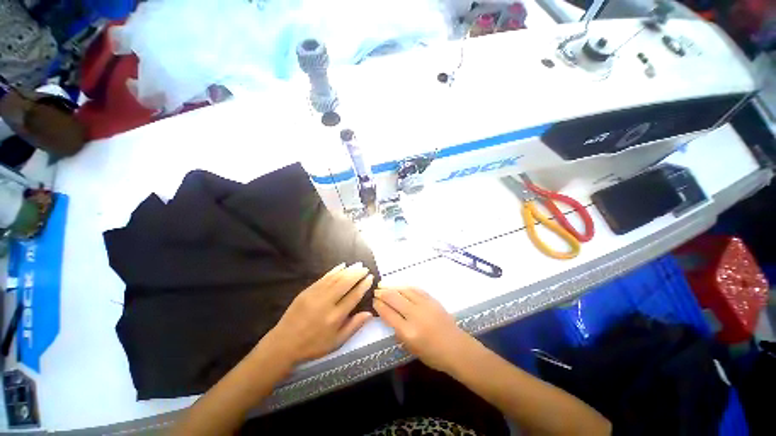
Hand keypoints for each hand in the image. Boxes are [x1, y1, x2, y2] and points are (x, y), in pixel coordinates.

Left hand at [263, 263, 373, 364]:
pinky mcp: (307, 291)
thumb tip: (369, 313)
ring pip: (335, 278)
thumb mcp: (336, 342)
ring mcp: (315, 295)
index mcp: (335, 317)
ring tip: (357, 265)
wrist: (284, 343)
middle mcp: (326, 303)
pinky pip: (323, 278)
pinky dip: (334, 271)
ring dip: (348, 270)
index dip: (363, 285)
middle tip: (365, 268)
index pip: (353, 296)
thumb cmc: (313, 345)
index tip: (370, 278)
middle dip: (357, 274)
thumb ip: (354, 326)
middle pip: (345, 283)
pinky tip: (341, 266)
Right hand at [373, 285, 474, 372]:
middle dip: (382, 293)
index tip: (374, 301)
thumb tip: (390, 317)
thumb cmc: (433, 355)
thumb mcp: (411, 349)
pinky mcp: (432, 300)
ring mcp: (424, 305)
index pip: (388, 314)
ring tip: (385, 285)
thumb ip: (399, 333)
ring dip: (392, 287)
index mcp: (408, 332)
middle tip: (376, 291)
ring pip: (404, 291)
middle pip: (394, 298)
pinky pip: (416, 289)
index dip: (379, 306)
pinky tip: (401, 287)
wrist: (457, 348)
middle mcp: (414, 315)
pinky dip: (406, 287)